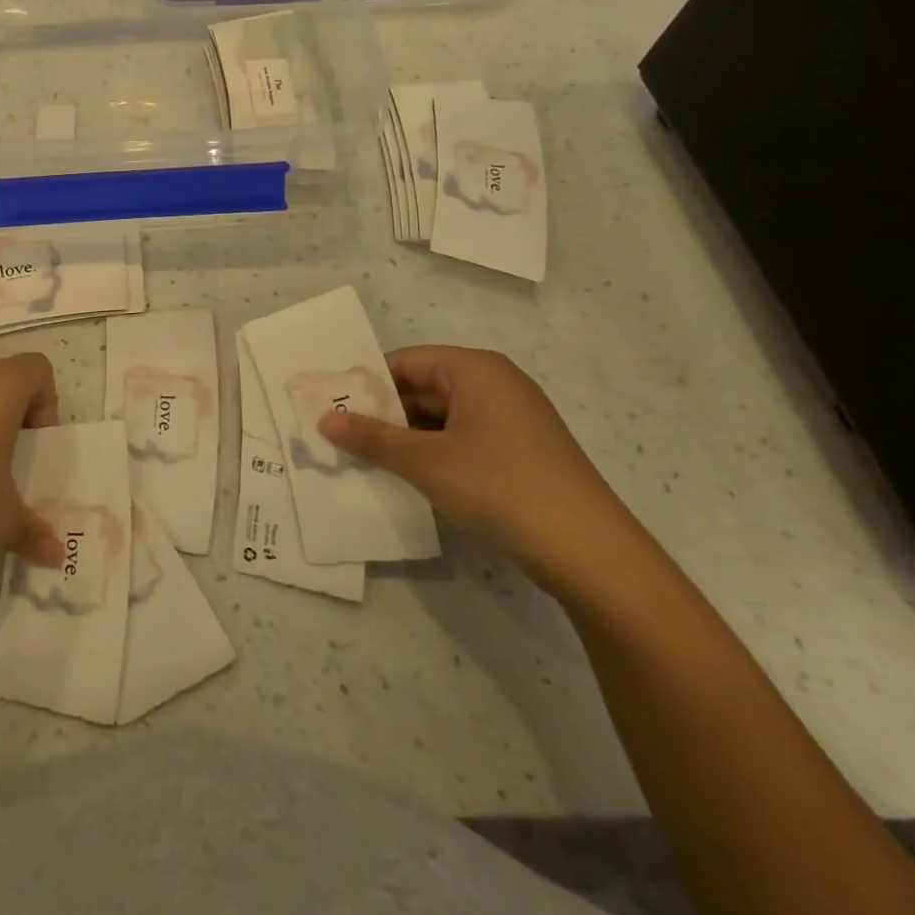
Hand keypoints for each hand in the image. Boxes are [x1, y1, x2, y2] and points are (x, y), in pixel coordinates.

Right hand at [317, 346, 650, 597]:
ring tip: (365, 458)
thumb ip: (371, 438)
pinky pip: (463, 438)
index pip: (404, 362)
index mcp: (474, 369)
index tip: (330, 407)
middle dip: (383, 413)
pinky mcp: (521, 451)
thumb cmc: (500, 486)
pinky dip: (434, 452)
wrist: (591, 553)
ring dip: (406, 436)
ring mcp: (512, 418)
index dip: (365, 383)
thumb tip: (323, 420)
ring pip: (441, 416)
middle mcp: (495, 383)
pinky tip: (410, 476)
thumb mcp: (425, 461)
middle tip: (339, 436)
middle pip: (422, 387)